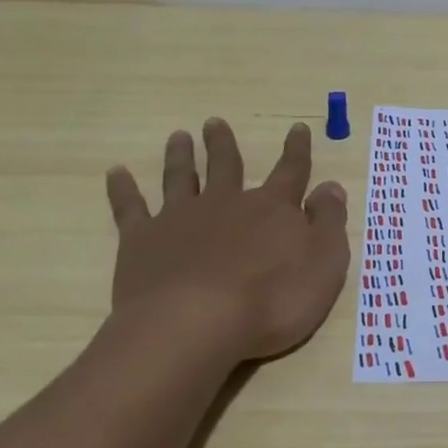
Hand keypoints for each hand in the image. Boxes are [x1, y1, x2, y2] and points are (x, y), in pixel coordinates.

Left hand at [104, 119, 350, 365]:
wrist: (195, 325)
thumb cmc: (271, 300)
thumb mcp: (324, 263)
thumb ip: (328, 222)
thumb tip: (331, 187)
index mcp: (272, 209)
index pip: (291, 172)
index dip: (296, 150)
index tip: (297, 127)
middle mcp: (226, 203)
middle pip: (226, 166)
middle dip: (223, 145)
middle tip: (214, 122)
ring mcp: (181, 219)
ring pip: (181, 178)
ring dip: (180, 156)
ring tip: (178, 137)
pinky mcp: (142, 241)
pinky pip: (130, 208)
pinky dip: (123, 189)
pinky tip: (116, 173)